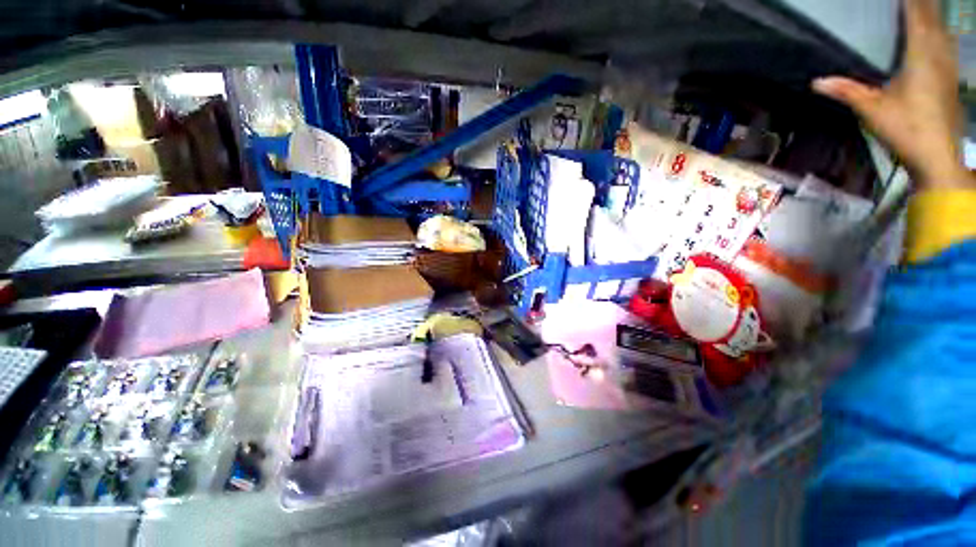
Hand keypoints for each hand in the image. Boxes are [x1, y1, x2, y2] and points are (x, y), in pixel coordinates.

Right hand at [812, 0, 972, 188]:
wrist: (938, 157)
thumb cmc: (907, 130)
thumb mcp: (872, 111)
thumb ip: (847, 91)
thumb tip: (816, 82)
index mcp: (920, 56)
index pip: (916, 16)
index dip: (910, 0)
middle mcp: (939, 54)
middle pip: (933, 18)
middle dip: (922, 3)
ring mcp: (948, 67)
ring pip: (943, 30)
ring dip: (933, 15)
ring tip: (923, 7)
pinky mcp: (952, 79)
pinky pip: (947, 44)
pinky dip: (940, 32)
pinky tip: (938, 33)